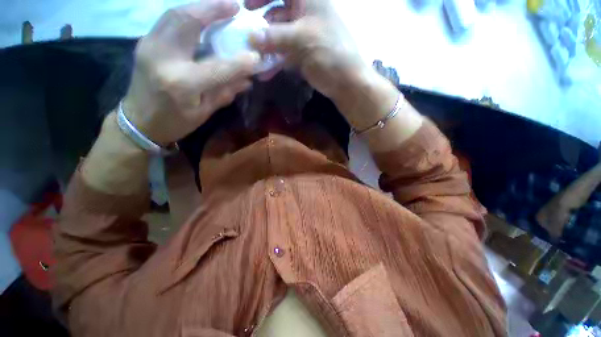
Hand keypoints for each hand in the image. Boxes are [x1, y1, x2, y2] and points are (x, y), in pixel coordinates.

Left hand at [123, 0, 260, 145]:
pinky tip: (201, 16)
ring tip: (221, 6)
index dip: (240, 61)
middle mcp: (164, 58)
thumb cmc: (175, 122)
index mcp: (182, 84)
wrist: (139, 121)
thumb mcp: (204, 112)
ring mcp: (150, 46)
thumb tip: (247, 80)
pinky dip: (188, 14)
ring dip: (200, 7)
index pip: (218, 67)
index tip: (256, 55)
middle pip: (187, 21)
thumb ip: (225, 93)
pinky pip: (168, 20)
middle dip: (213, 9)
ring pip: (175, 14)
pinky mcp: (145, 42)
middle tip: (234, 6)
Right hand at [247, 0, 368, 99]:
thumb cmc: (330, 53)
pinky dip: (275, 63)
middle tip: (248, 34)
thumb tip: (249, 38)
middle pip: (277, 11)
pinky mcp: (303, 54)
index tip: (247, 7)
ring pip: (280, 36)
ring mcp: (304, 36)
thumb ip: (274, 37)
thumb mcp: (301, 40)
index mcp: (308, 0)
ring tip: (254, 58)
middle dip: (262, 23)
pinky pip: (284, 54)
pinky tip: (265, 73)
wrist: (345, 81)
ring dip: (266, 47)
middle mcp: (305, 14)